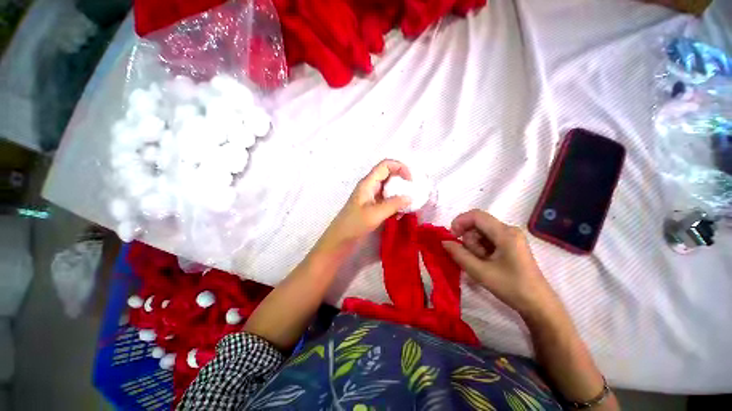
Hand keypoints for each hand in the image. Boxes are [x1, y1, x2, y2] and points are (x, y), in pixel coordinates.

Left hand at [317, 160, 411, 251]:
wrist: (339, 241)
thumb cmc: (354, 225)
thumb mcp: (374, 214)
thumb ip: (393, 204)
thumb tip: (410, 197)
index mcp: (368, 183)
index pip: (385, 165)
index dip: (400, 167)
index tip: (411, 181)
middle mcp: (370, 187)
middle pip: (389, 176)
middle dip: (402, 181)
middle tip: (413, 193)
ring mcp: (371, 198)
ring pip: (389, 189)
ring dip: (400, 194)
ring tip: (409, 205)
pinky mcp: (373, 208)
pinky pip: (387, 201)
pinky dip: (396, 204)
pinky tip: (400, 214)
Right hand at [442, 209, 561, 317]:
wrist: (538, 304)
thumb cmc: (512, 287)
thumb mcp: (481, 272)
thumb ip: (459, 255)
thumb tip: (444, 242)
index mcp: (505, 233)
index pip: (476, 215)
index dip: (459, 222)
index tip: (452, 237)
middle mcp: (508, 230)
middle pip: (477, 224)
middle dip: (468, 239)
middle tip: (472, 258)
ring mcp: (510, 236)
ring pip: (480, 232)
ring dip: (474, 246)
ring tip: (482, 263)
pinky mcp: (509, 244)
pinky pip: (487, 239)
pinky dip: (481, 248)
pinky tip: (486, 262)